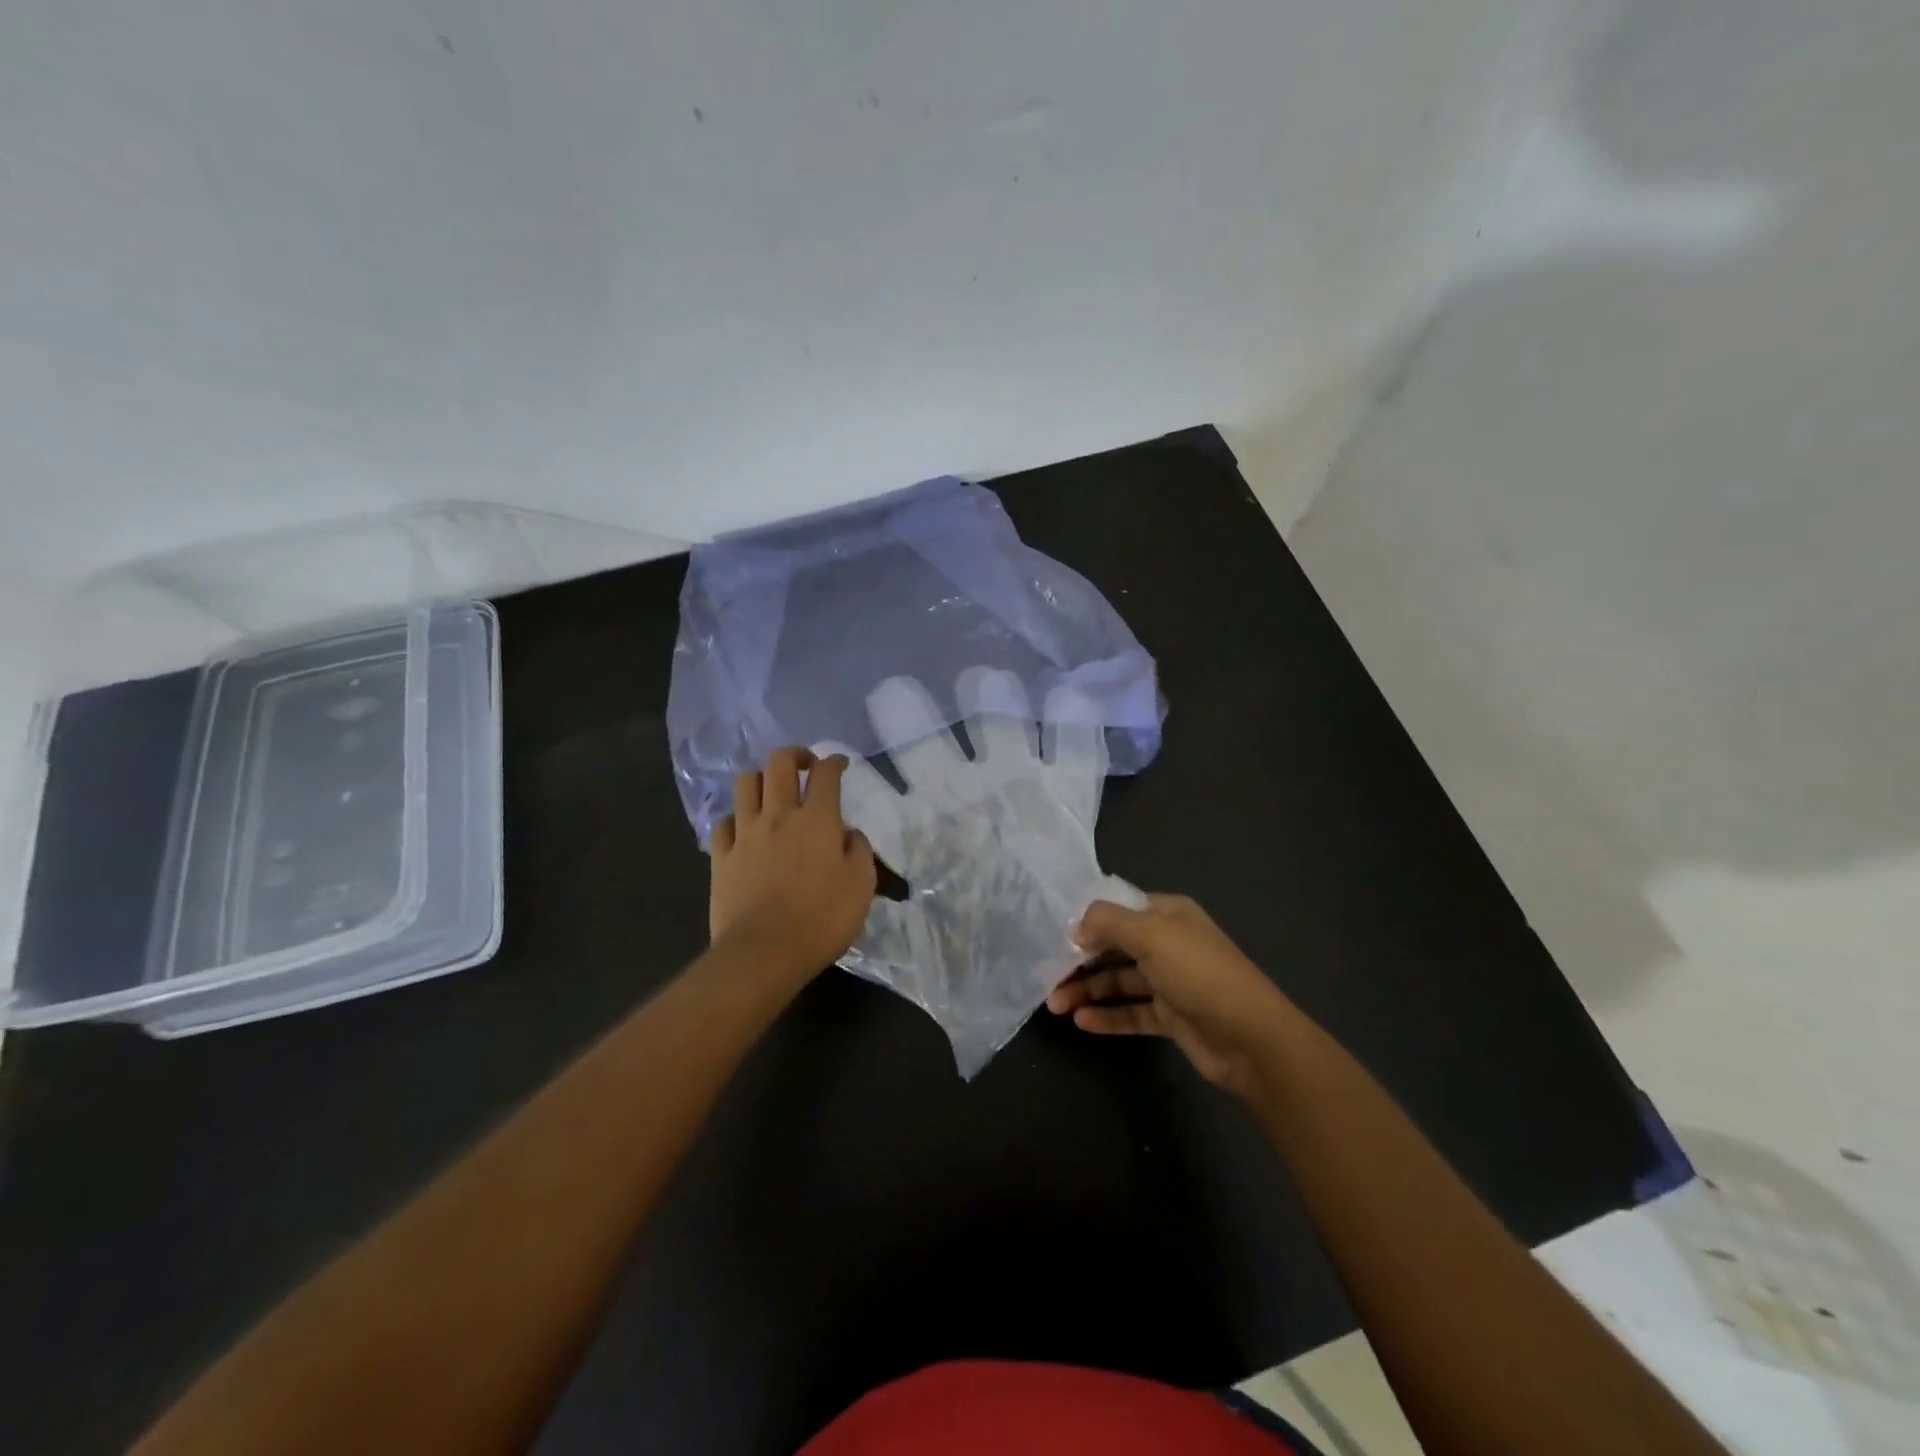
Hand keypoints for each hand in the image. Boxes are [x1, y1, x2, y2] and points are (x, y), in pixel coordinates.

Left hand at [710, 748, 876, 987]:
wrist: (765, 952)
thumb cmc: (823, 918)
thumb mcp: (861, 884)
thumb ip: (858, 850)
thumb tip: (847, 833)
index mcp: (817, 819)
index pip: (825, 773)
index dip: (834, 761)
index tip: (840, 765)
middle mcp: (778, 815)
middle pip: (779, 763)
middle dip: (795, 755)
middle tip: (806, 766)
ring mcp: (745, 834)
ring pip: (746, 783)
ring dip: (762, 779)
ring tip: (772, 793)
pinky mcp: (721, 857)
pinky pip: (723, 822)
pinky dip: (735, 818)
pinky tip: (744, 829)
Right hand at [1046, 894, 1292, 1099]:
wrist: (1252, 1039)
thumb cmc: (1199, 974)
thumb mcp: (1152, 935)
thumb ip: (1108, 922)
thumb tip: (1076, 927)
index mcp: (1169, 914)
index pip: (1119, 909)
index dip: (1088, 920)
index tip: (1054, 935)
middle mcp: (1169, 943)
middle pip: (1115, 946)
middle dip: (1080, 960)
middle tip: (1046, 976)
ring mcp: (1171, 981)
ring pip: (1119, 981)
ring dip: (1088, 990)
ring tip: (1055, 1005)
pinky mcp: (1171, 1017)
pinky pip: (1132, 1012)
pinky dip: (1108, 1015)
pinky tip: (1082, 1022)